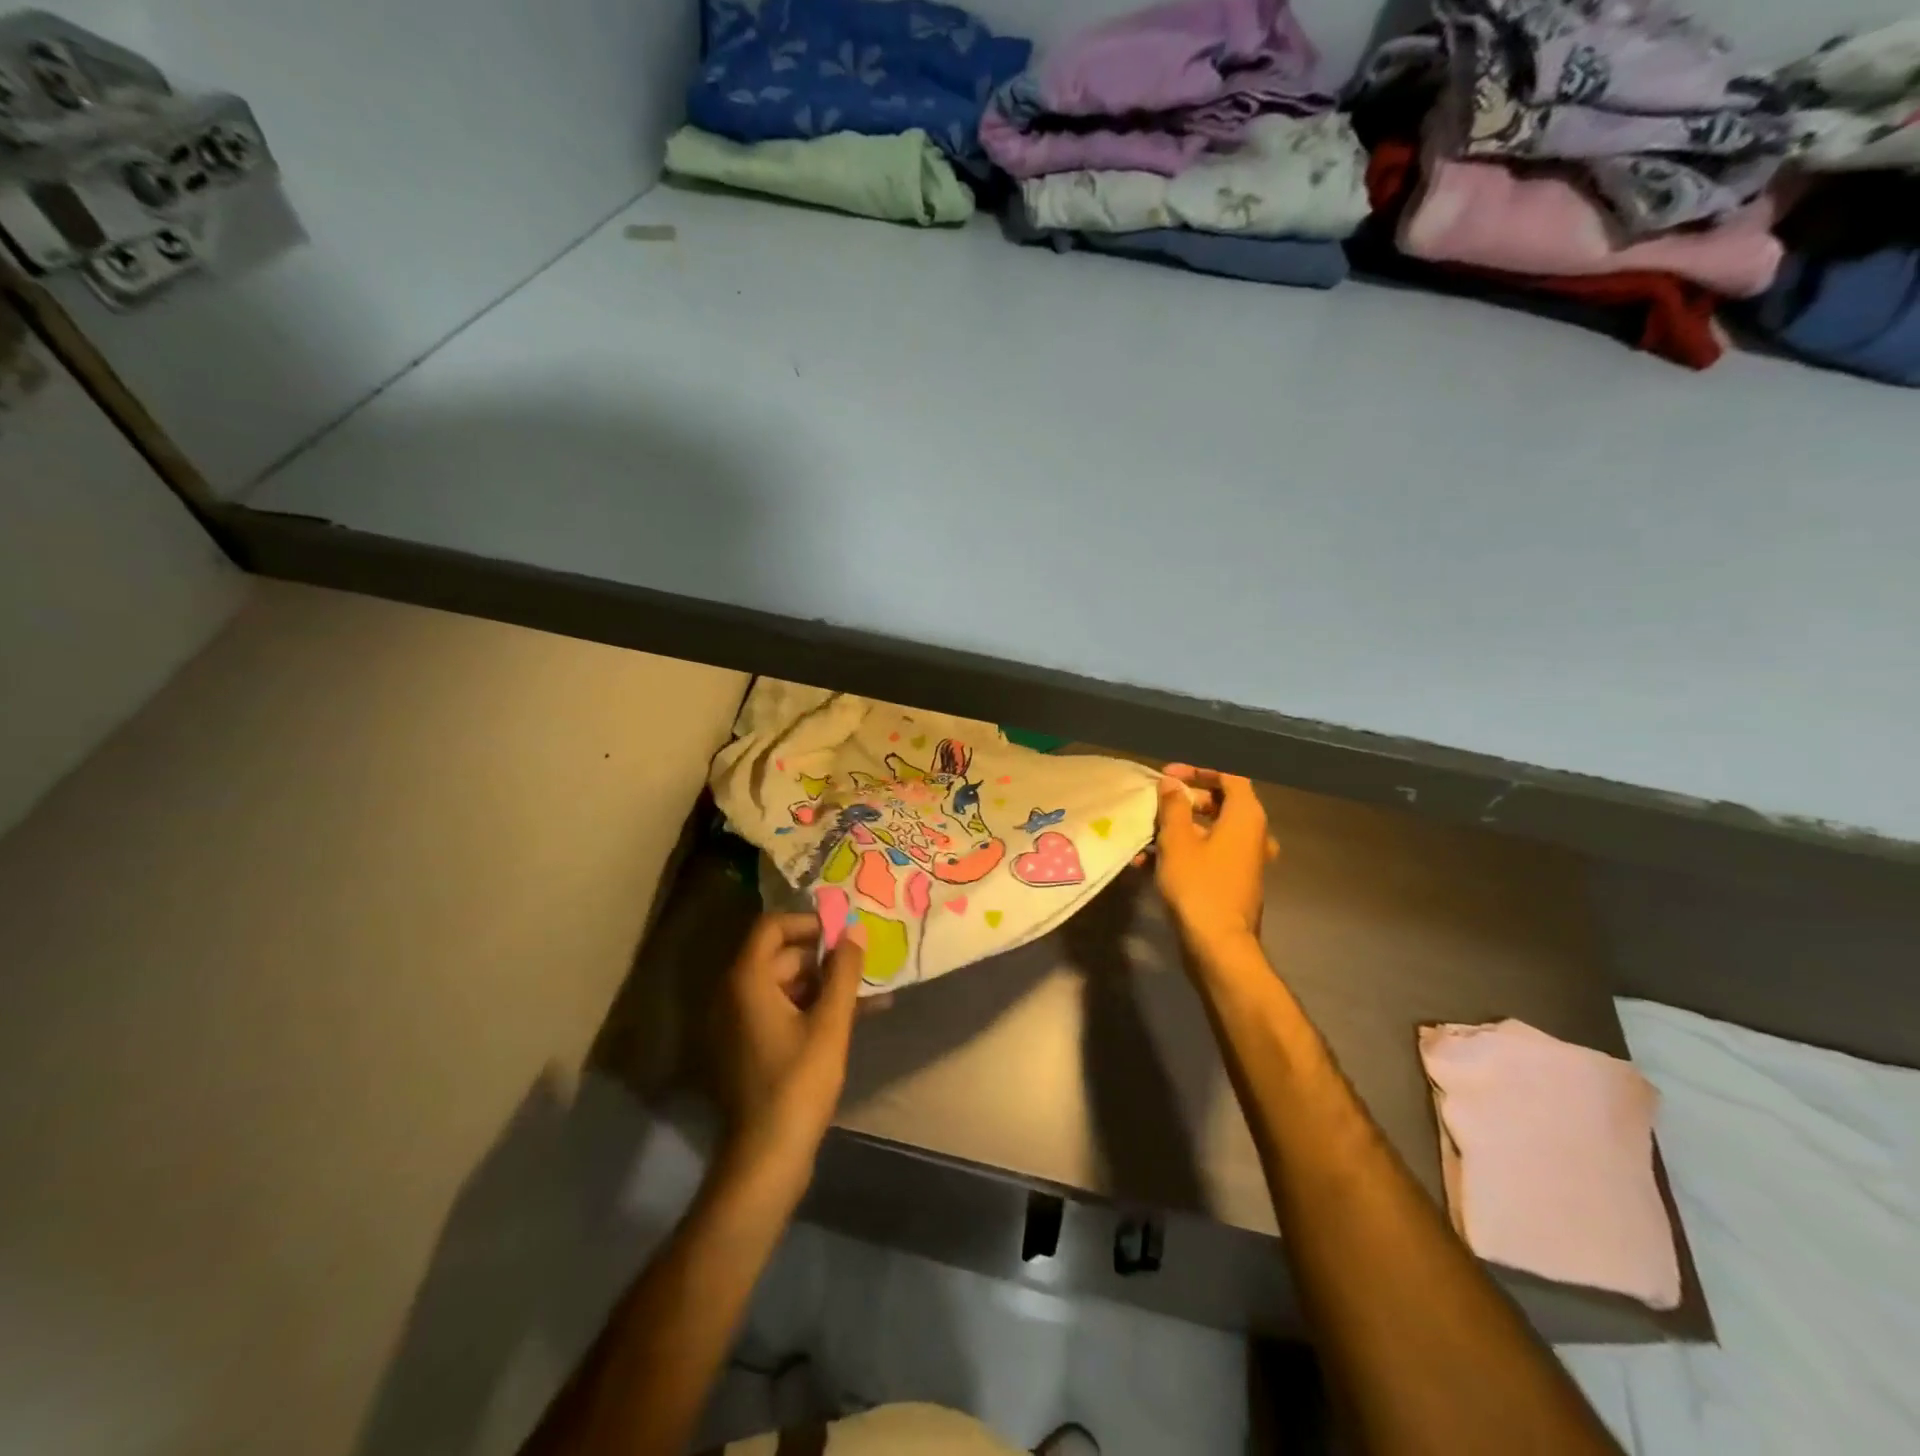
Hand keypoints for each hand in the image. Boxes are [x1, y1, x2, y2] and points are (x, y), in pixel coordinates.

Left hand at [711, 912, 864, 1194]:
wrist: (766, 1157)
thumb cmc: (797, 1083)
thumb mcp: (830, 1023)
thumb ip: (844, 972)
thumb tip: (855, 932)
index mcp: (746, 981)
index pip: (771, 926)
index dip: (808, 923)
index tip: (843, 933)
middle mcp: (734, 994)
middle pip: (781, 956)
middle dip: (826, 958)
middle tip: (864, 965)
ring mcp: (740, 1023)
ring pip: (787, 985)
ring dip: (826, 985)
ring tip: (871, 993)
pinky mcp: (750, 1046)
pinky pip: (783, 1011)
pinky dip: (814, 1009)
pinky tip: (856, 1016)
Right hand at [1153, 765, 1277, 953]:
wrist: (1218, 945)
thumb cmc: (1198, 885)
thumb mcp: (1177, 840)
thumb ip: (1173, 806)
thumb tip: (1171, 783)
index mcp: (1246, 816)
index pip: (1230, 775)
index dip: (1198, 770)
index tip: (1169, 775)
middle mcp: (1254, 834)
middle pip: (1222, 802)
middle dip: (1186, 800)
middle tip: (1157, 802)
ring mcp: (1247, 860)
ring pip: (1213, 830)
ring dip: (1180, 828)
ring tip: (1147, 834)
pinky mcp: (1235, 881)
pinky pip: (1211, 853)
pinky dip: (1186, 850)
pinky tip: (1150, 863)